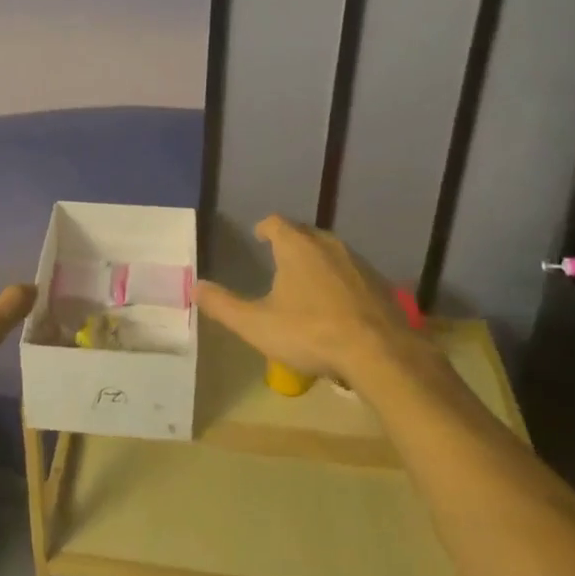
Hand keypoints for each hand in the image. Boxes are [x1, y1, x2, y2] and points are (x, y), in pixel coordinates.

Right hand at [196, 215, 415, 384]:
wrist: (379, 353)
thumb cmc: (311, 332)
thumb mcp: (257, 324)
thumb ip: (224, 305)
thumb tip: (195, 287)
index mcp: (296, 247)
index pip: (276, 222)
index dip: (265, 228)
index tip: (258, 237)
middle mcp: (327, 244)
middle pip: (305, 233)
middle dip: (291, 241)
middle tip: (279, 257)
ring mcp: (357, 262)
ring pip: (331, 251)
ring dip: (317, 260)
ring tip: (307, 280)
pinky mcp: (379, 284)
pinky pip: (352, 273)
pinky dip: (340, 280)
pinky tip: (338, 304)